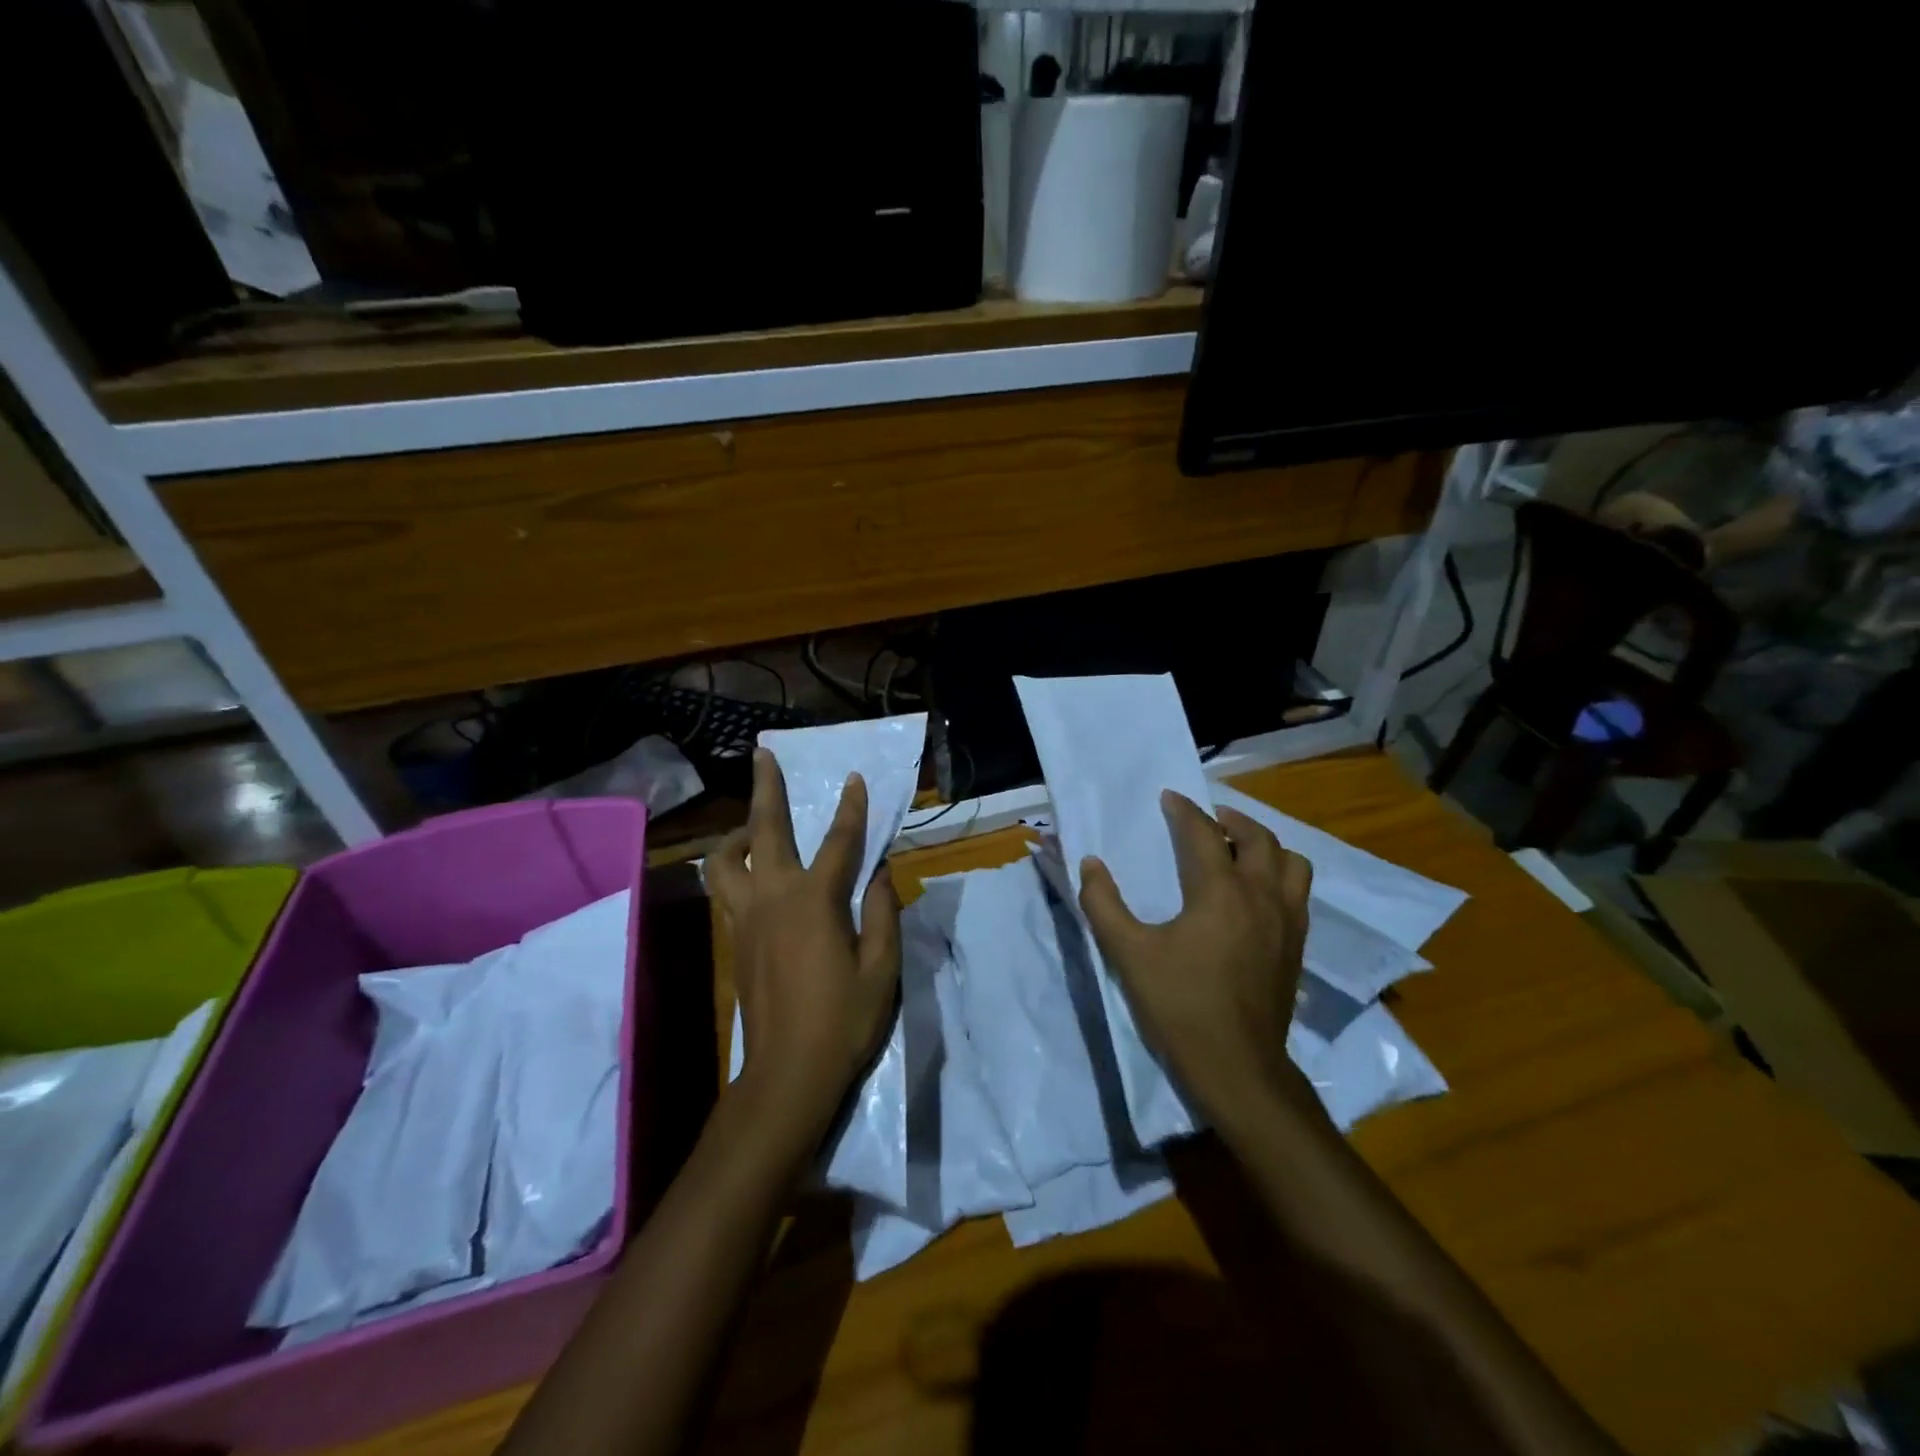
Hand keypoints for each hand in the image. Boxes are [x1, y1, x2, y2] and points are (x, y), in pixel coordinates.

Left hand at [709, 749, 901, 1146]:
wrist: (787, 1073)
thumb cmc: (843, 1020)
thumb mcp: (881, 968)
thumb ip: (882, 912)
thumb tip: (881, 872)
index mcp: (814, 901)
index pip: (839, 842)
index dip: (851, 808)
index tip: (854, 779)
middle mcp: (773, 898)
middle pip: (764, 831)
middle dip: (766, 788)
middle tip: (763, 755)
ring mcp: (746, 918)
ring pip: (725, 860)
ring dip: (737, 833)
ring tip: (753, 826)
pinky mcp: (734, 940)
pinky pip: (725, 889)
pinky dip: (733, 867)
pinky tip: (750, 871)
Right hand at [1078, 791, 1314, 1132]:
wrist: (1237, 1067)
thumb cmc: (1179, 1005)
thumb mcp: (1128, 954)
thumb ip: (1103, 904)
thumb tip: (1090, 864)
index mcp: (1221, 891)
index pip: (1203, 834)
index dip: (1184, 811)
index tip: (1169, 798)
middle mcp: (1262, 896)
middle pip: (1259, 838)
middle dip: (1231, 820)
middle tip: (1206, 820)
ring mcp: (1287, 922)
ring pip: (1291, 863)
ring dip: (1265, 846)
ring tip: (1239, 851)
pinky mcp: (1297, 947)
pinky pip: (1298, 893)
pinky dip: (1279, 877)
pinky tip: (1256, 894)